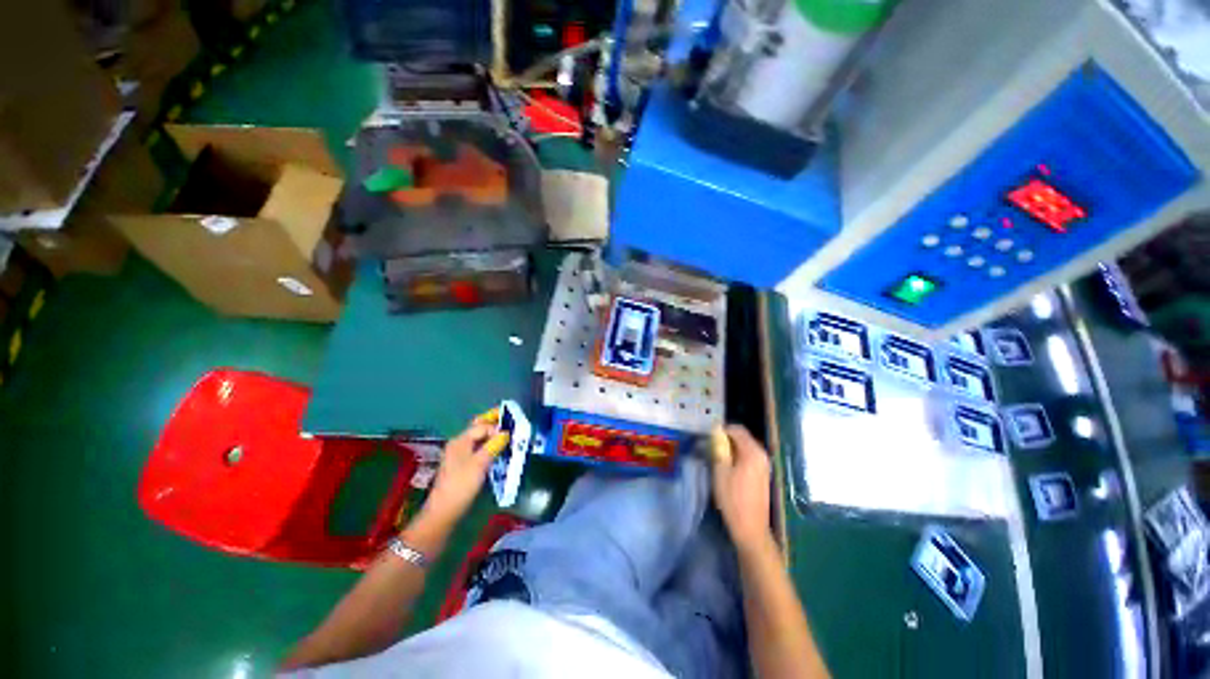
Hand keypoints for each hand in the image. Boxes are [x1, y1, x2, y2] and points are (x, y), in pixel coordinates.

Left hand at [419, 409, 509, 529]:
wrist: (444, 511)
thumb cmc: (462, 484)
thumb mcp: (480, 463)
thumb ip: (493, 445)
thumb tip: (505, 433)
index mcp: (460, 441)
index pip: (482, 427)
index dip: (497, 428)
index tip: (512, 431)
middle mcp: (458, 444)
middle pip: (478, 430)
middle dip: (492, 425)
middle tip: (508, 421)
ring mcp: (458, 455)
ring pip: (478, 440)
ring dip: (491, 436)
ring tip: (506, 437)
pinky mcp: (461, 466)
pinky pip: (477, 450)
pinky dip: (487, 447)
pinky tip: (496, 452)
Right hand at [711, 425, 775, 554]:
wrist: (750, 528)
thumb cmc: (733, 499)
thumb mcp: (720, 471)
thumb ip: (719, 449)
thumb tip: (716, 433)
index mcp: (752, 452)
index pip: (737, 430)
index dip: (722, 429)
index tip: (709, 435)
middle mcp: (762, 455)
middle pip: (743, 437)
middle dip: (727, 438)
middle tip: (711, 446)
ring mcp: (764, 465)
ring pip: (745, 447)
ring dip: (732, 448)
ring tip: (717, 456)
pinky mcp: (763, 474)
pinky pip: (749, 457)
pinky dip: (738, 456)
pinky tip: (728, 467)